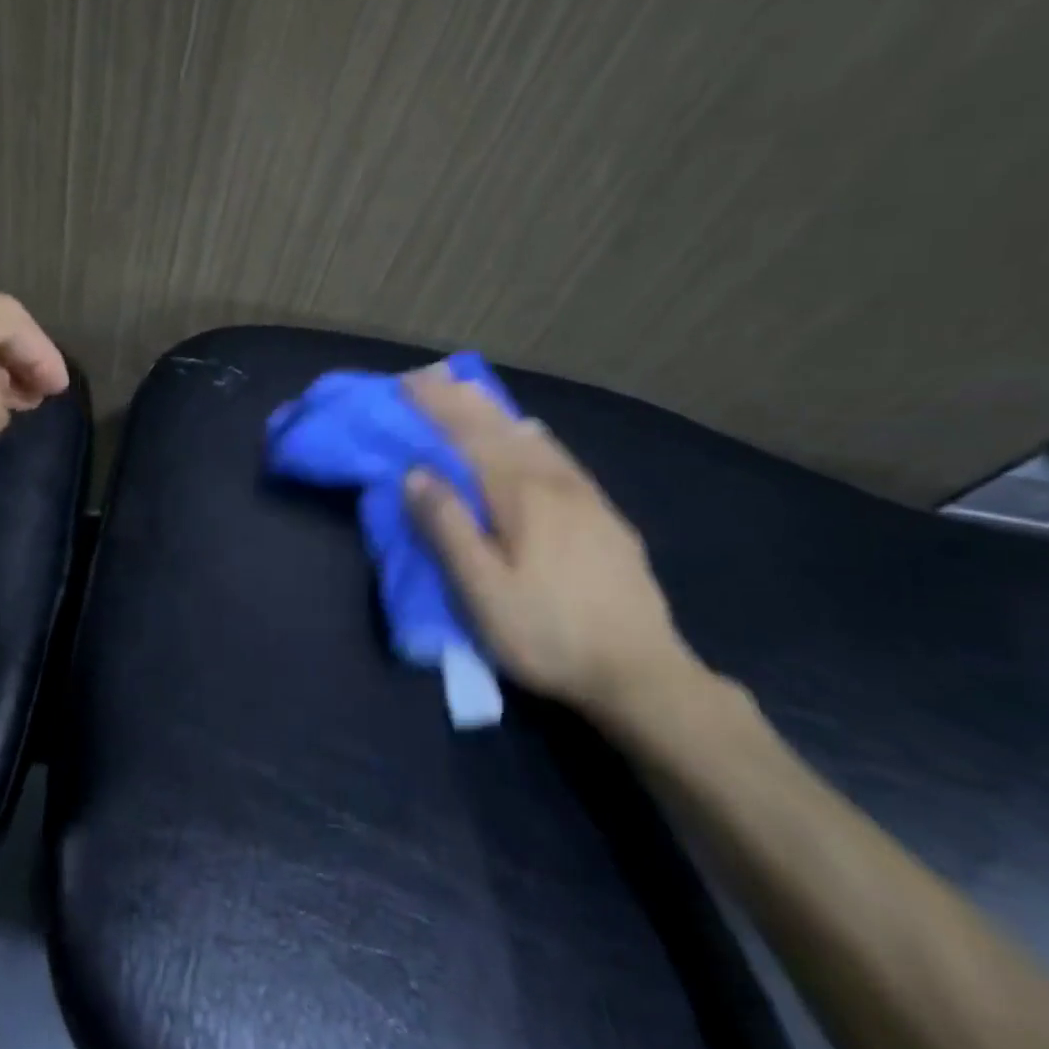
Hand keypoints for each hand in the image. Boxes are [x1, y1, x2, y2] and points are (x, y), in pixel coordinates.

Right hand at [403, 371, 702, 725]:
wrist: (642, 674)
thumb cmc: (548, 634)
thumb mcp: (483, 592)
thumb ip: (448, 528)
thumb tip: (416, 473)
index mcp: (520, 496)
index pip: (469, 436)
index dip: (437, 406)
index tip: (406, 382)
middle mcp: (554, 483)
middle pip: (501, 428)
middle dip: (463, 399)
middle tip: (431, 374)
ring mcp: (585, 497)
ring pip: (533, 437)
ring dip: (495, 410)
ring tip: (471, 391)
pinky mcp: (604, 517)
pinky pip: (558, 456)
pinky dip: (532, 434)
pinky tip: (533, 433)